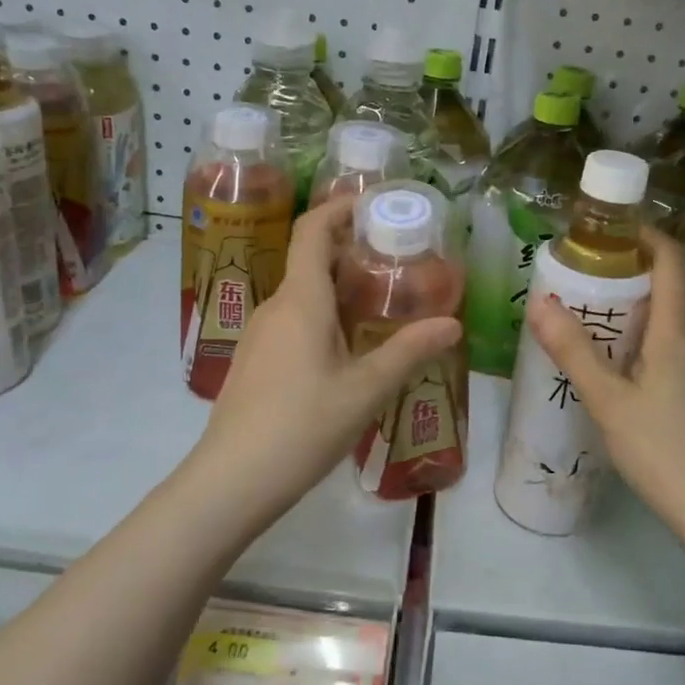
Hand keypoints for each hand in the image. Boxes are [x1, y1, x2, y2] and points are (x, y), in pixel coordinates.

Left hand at [195, 195, 461, 512]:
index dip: (338, 207)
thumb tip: (453, 324)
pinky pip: (292, 320)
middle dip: (351, 251)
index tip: (373, 203)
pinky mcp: (254, 360)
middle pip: (310, 260)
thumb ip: (409, 351)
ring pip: (302, 294)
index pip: (312, 230)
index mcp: (301, 300)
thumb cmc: (302, 426)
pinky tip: (348, 347)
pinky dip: (323, 315)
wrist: (232, 481)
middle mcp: (275, 306)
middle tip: (397, 259)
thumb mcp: (366, 390)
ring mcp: (259, 334)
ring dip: (338, 287)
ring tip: (381, 303)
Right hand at [525, 228, 684, 544]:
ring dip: (640, 316)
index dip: (648, 236)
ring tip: (596, 327)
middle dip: (632, 278)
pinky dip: (650, 346)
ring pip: (674, 327)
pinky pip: (678, 355)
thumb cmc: (663, 450)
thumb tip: (540, 301)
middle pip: (671, 292)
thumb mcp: (608, 401)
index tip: (612, 229)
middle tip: (586, 283)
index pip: (672, 262)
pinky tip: (624, 376)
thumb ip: (574, 351)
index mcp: (678, 333)